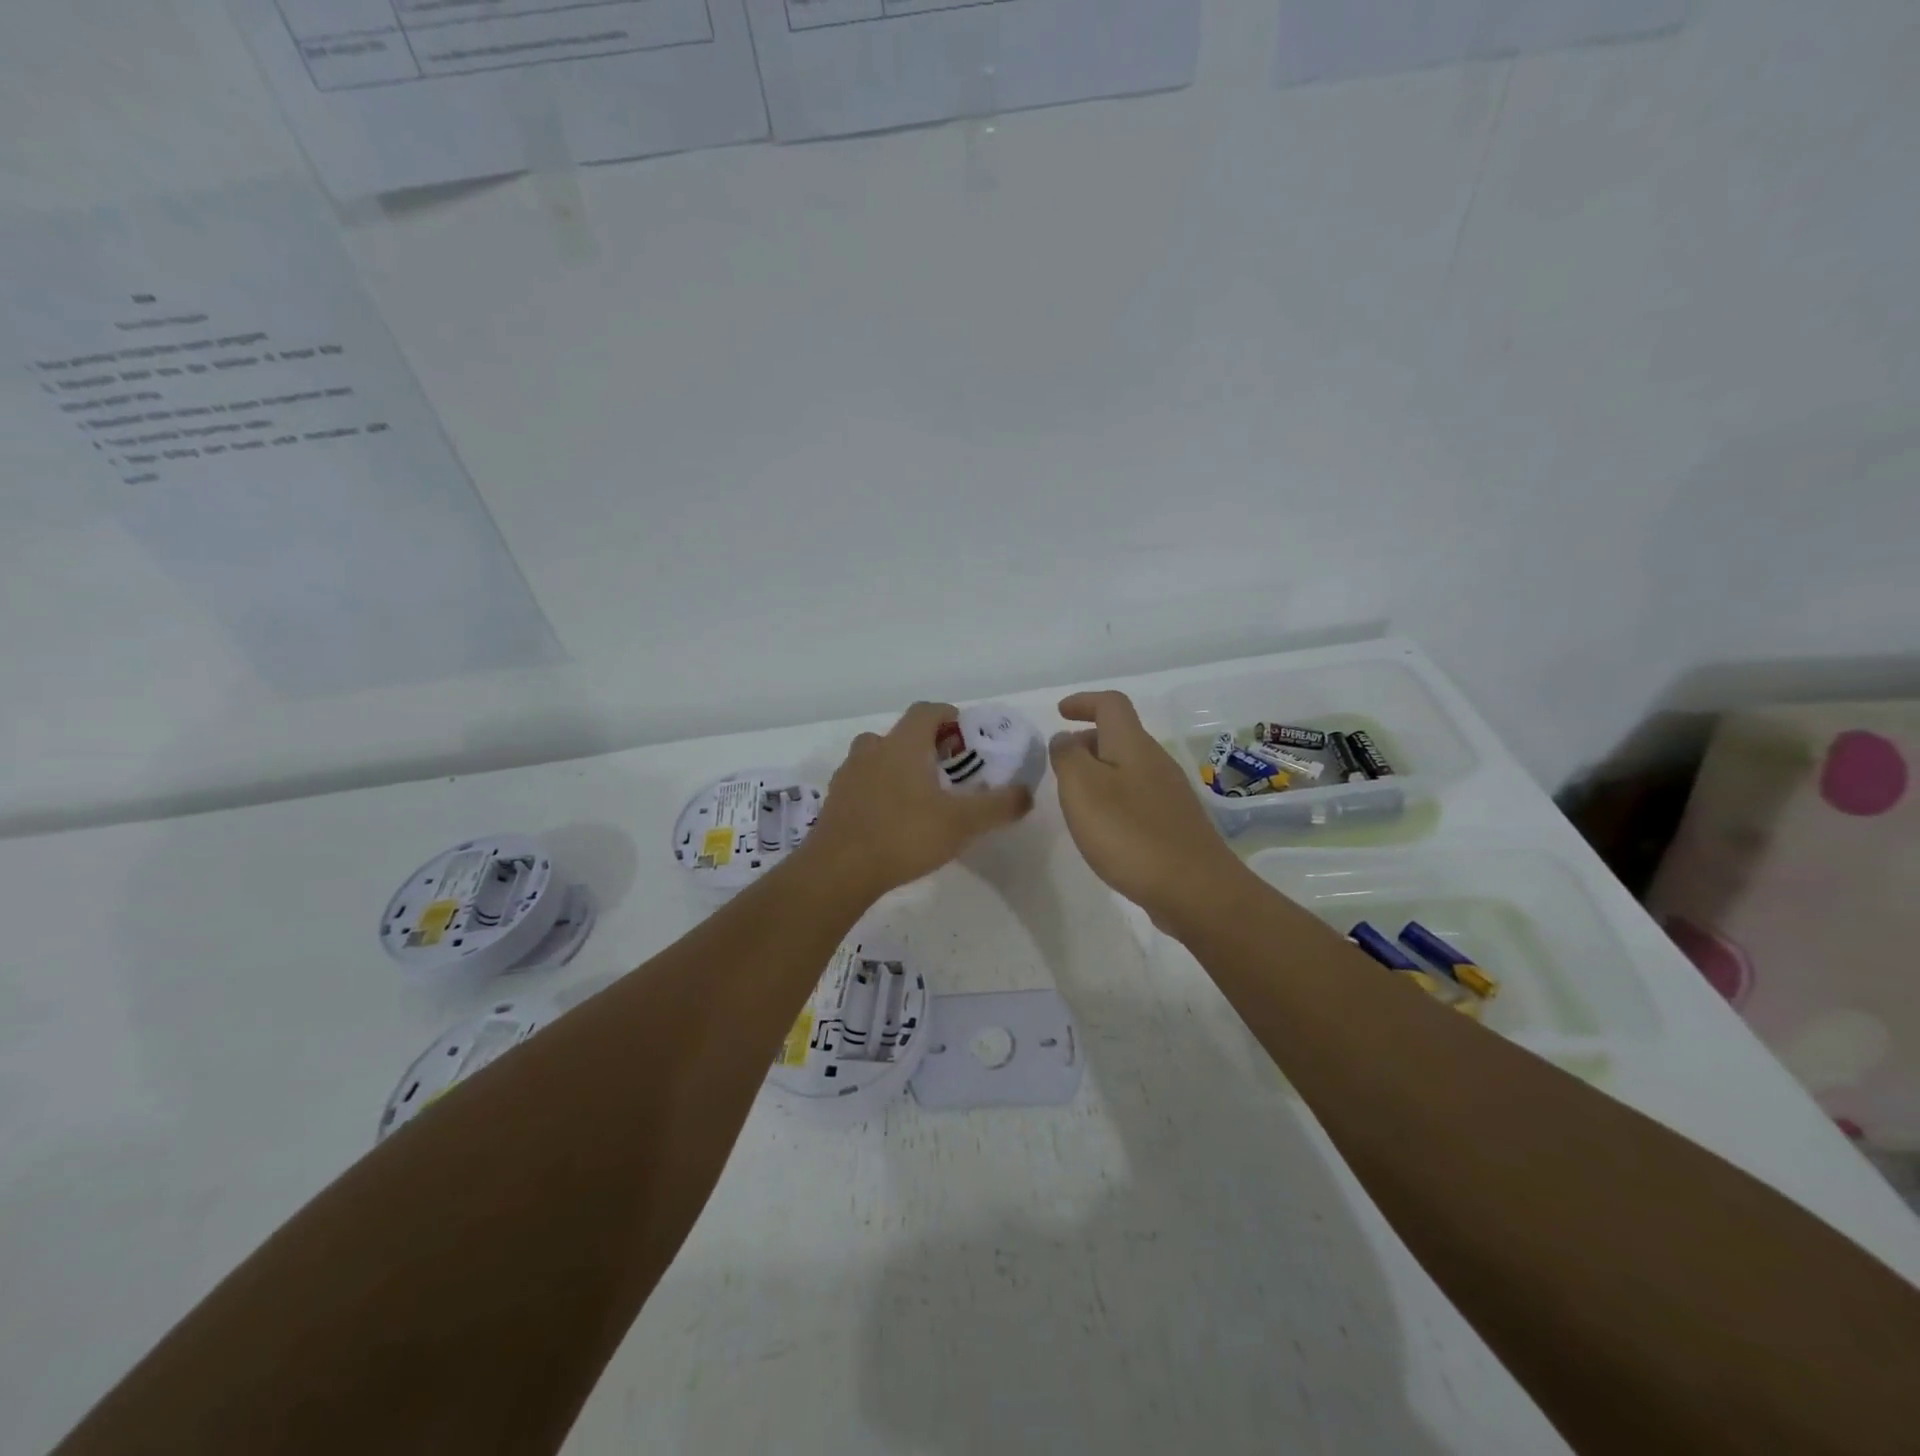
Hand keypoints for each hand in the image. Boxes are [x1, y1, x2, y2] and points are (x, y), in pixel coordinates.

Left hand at [803, 701, 1032, 899]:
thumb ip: (999, 805)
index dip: (949, 717)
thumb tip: (1026, 793)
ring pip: (878, 758)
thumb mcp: (963, 823)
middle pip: (901, 734)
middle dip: (926, 746)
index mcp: (902, 744)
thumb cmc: (904, 835)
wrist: (838, 871)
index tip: (966, 737)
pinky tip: (893, 820)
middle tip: (948, 772)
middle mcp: (872, 750)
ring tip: (921, 797)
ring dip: (899, 767)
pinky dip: (880, 791)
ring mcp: (848, 775)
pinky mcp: (835, 801)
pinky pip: (863, 784)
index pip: (927, 711)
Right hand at [1049, 691, 1247, 934]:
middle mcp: (1156, 761)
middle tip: (1060, 763)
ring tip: (1076, 798)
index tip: (1060, 712)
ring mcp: (1170, 793)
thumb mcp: (1081, 788)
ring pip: (1128, 767)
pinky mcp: (1175, 822)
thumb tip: (1064, 739)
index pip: (1111, 704)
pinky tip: (1104, 827)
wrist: (1194, 888)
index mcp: (1133, 745)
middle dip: (1087, 741)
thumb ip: (1067, 757)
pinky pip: (1137, 795)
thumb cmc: (1129, 833)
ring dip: (1099, 771)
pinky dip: (1114, 797)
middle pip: (1120, 735)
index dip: (1084, 701)